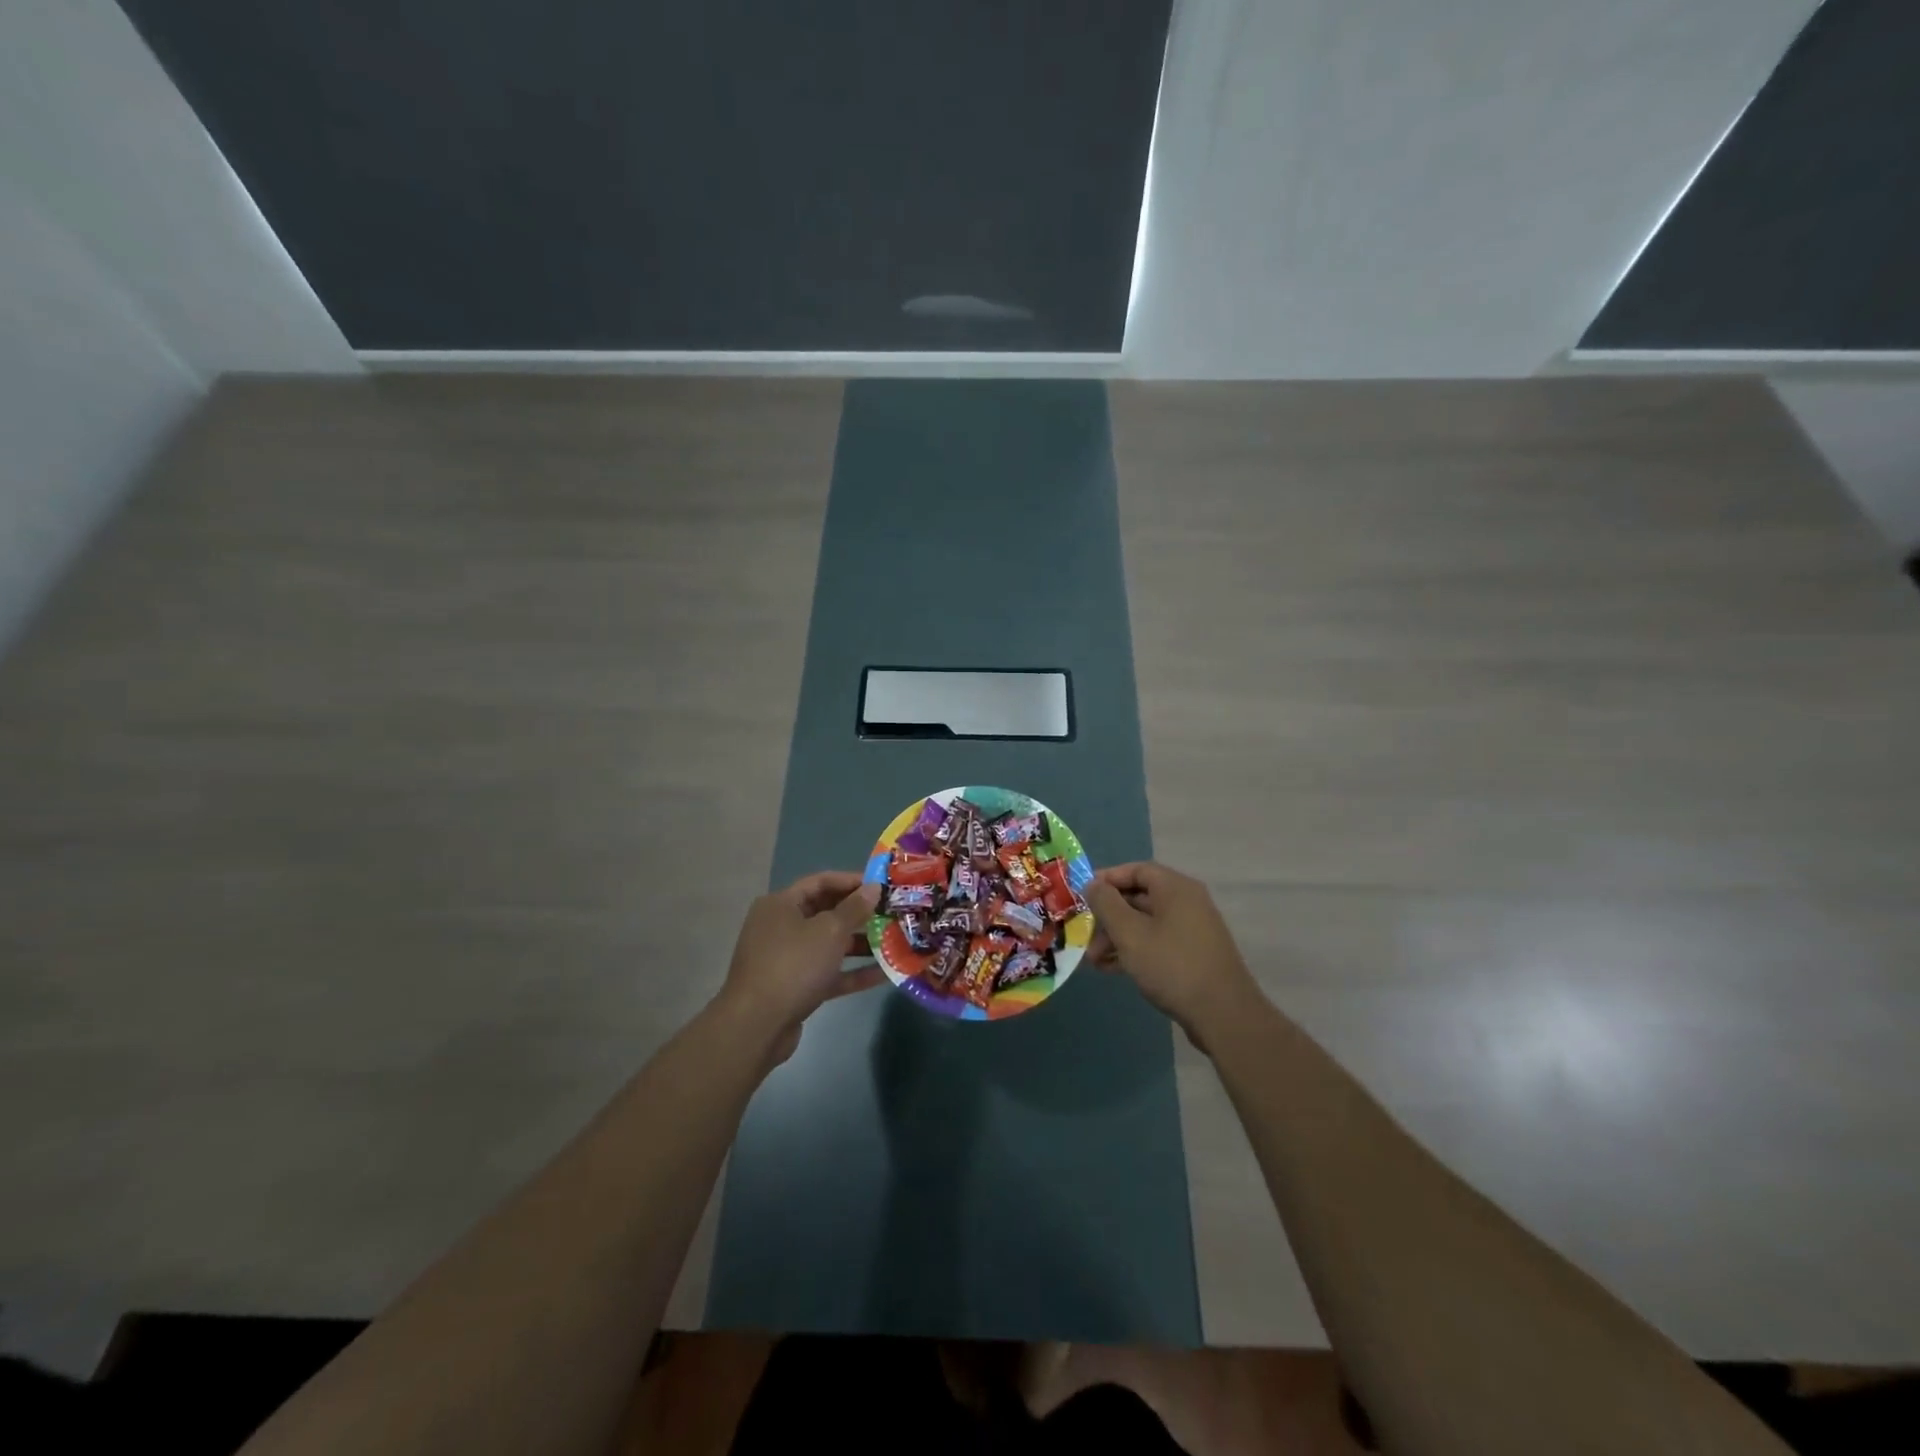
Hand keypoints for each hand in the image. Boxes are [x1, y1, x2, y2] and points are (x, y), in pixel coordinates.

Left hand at [717, 872, 884, 1062]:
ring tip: (893, 942)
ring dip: (860, 944)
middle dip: (859, 913)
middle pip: (826, 912)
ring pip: (828, 944)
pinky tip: (883, 974)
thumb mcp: (829, 931)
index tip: (883, 886)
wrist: (757, 1026)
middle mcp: (781, 927)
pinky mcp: (795, 987)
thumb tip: (873, 887)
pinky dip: (851, 972)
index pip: (821, 881)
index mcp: (781, 904)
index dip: (853, 881)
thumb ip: (854, 908)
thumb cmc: (793, 965)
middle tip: (891, 913)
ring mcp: (786, 958)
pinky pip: (828, 972)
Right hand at [1084, 862, 1259, 1048]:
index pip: (1136, 870)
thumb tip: (1092, 883)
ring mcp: (1193, 929)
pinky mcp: (1194, 955)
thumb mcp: (1130, 933)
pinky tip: (1112, 969)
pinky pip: (1157, 942)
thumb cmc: (1172, 965)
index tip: (1081, 895)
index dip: (1107, 879)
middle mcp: (1187, 902)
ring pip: (1146, 923)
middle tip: (1084, 934)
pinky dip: (1135, 950)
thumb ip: (1106, 904)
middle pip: (1139, 897)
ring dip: (1117, 937)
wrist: (1223, 1015)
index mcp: (1176, 888)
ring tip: (1093, 960)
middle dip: (1108, 916)